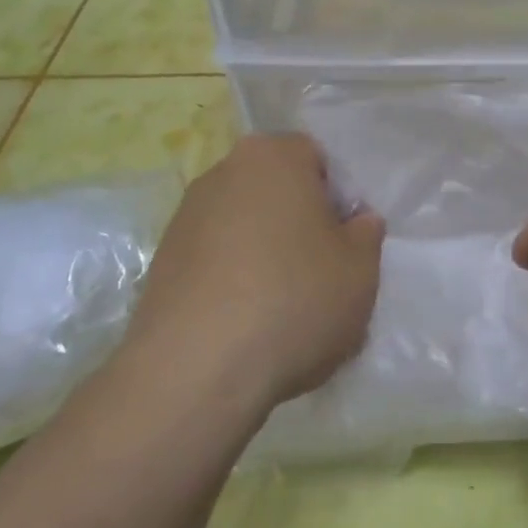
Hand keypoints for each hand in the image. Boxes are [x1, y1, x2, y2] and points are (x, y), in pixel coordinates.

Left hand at [127, 135, 383, 412]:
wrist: (196, 371)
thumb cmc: (295, 300)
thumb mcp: (361, 269)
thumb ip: (366, 234)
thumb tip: (356, 222)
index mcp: (273, 156)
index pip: (316, 158)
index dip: (337, 198)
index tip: (344, 241)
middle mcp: (222, 173)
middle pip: (275, 190)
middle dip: (298, 223)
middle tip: (319, 273)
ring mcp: (184, 218)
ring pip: (244, 226)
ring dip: (264, 253)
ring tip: (281, 308)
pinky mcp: (160, 263)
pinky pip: (214, 261)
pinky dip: (232, 281)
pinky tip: (245, 324)